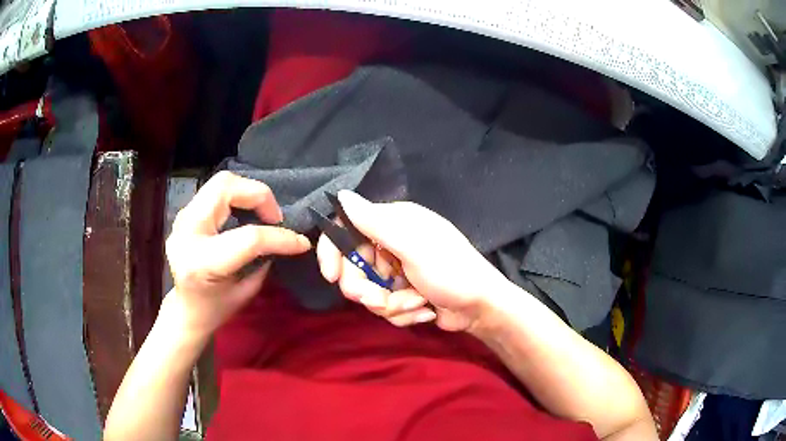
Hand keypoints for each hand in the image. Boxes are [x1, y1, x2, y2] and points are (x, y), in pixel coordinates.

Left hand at [164, 172, 310, 340]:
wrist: (183, 310)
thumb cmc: (215, 309)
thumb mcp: (246, 291)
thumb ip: (263, 259)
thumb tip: (286, 238)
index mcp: (202, 262)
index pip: (249, 237)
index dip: (281, 237)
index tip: (301, 242)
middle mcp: (188, 233)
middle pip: (226, 187)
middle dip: (259, 195)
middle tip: (274, 218)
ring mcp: (182, 219)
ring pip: (221, 182)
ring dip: (248, 193)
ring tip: (261, 215)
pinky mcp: (185, 214)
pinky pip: (215, 192)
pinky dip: (236, 197)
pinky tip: (245, 214)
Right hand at [316, 191, 510, 330]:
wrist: (481, 308)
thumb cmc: (452, 271)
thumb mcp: (412, 246)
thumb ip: (374, 223)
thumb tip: (341, 196)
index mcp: (393, 223)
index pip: (348, 229)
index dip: (334, 252)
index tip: (332, 276)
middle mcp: (391, 243)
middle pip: (354, 267)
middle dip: (366, 289)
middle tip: (380, 300)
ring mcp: (397, 271)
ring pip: (368, 291)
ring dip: (391, 304)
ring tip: (417, 303)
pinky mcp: (402, 293)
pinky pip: (384, 306)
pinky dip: (403, 312)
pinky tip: (425, 310)